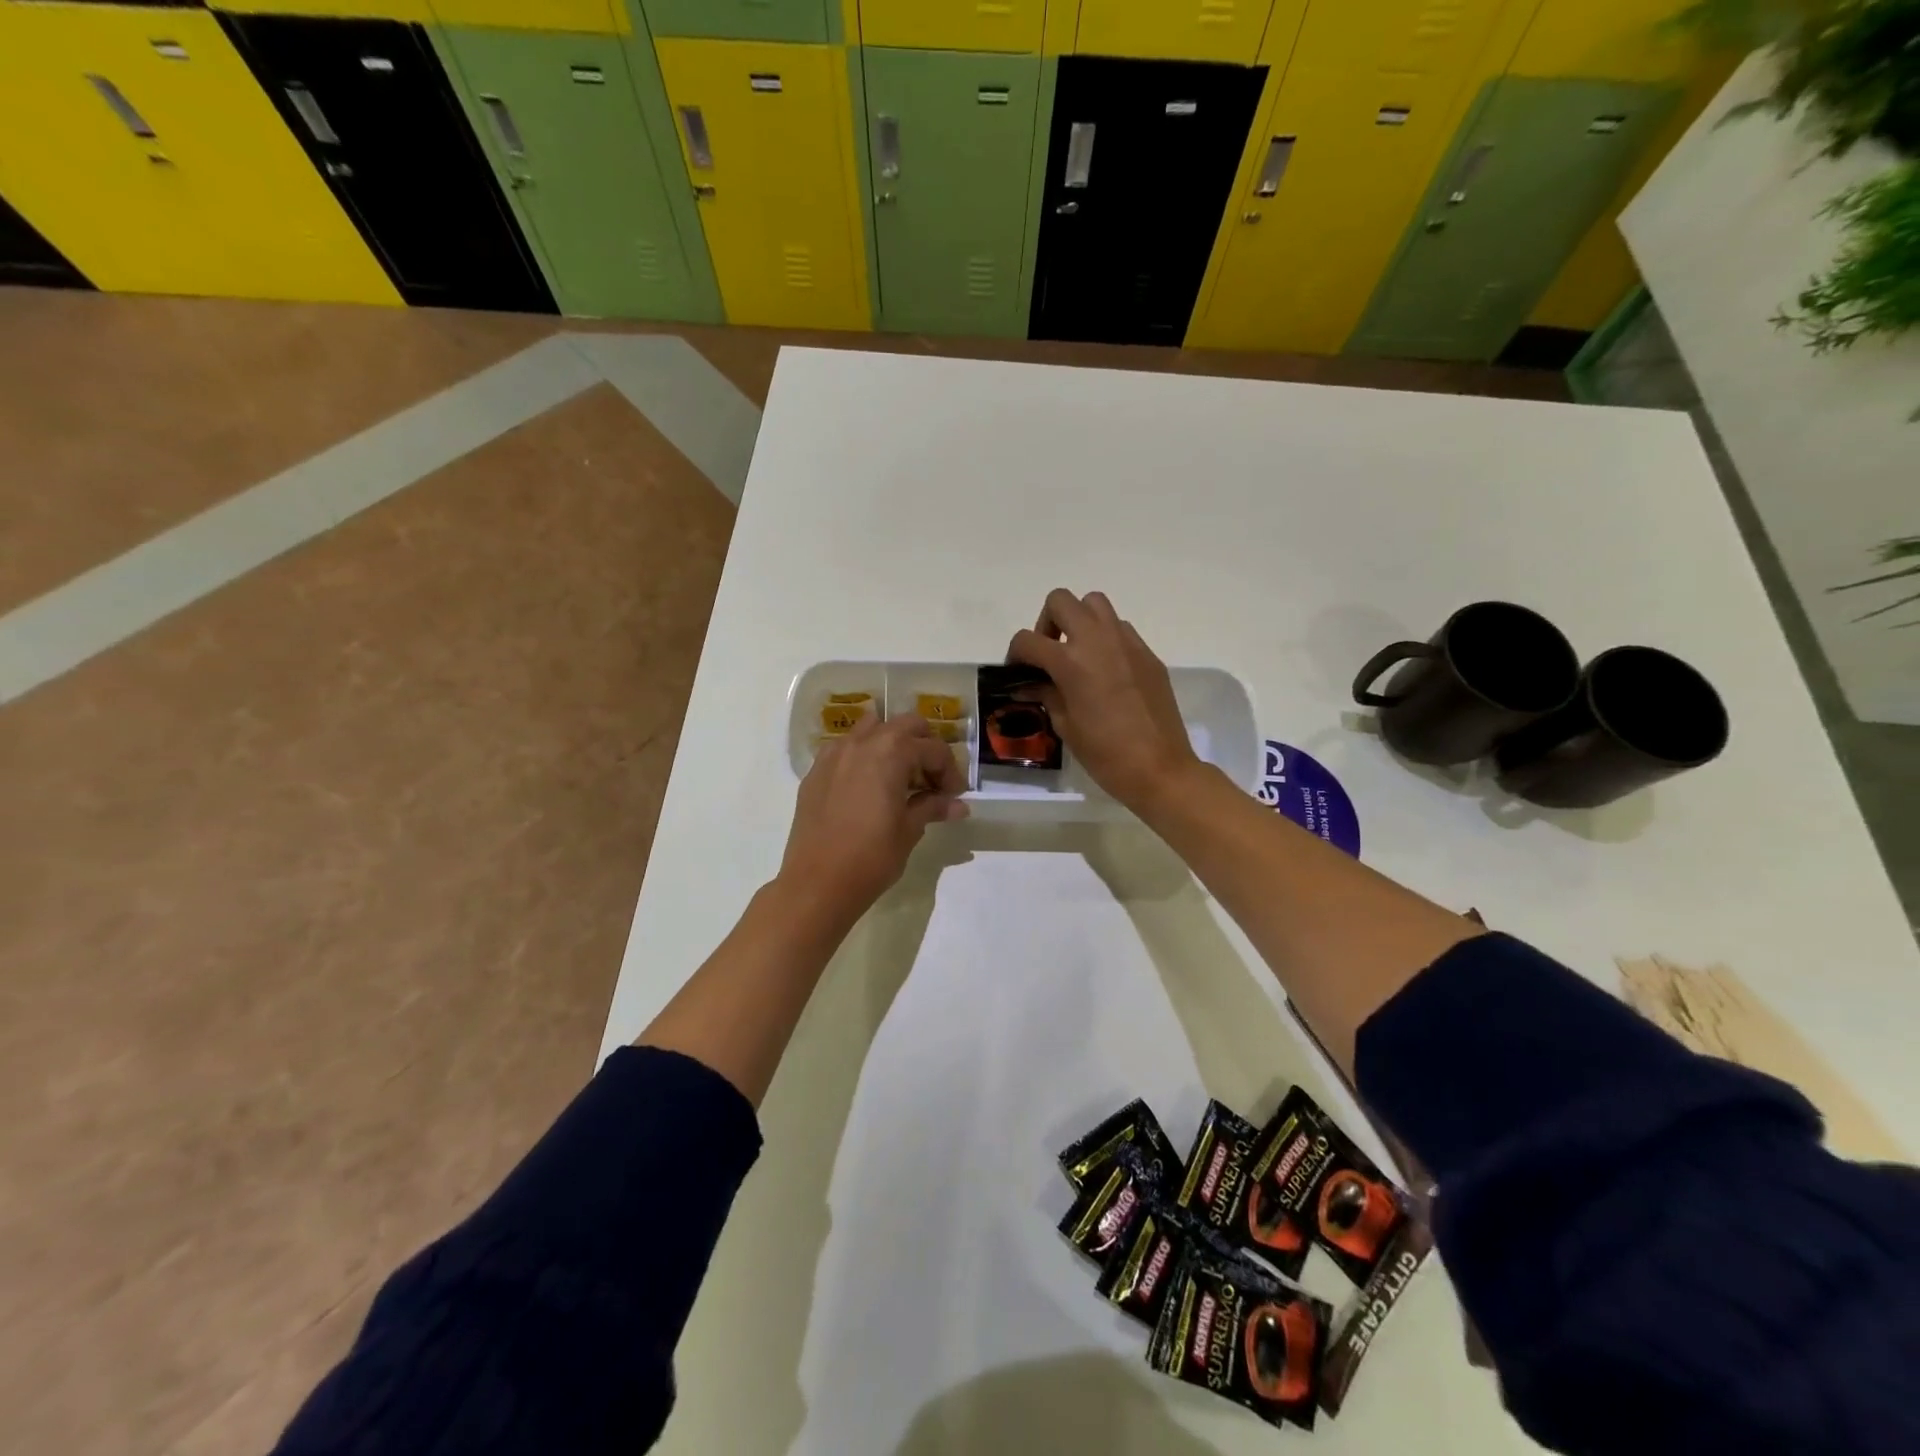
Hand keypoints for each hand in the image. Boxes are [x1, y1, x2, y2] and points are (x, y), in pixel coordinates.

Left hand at [777, 711, 968, 926]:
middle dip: (924, 746)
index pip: (933, 749)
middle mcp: (862, 742)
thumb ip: (932, 807)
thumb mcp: (909, 830)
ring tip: (899, 776)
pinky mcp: (816, 771)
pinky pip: (846, 749)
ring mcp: (834, 754)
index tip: (954, 796)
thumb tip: (957, 805)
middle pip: (904, 725)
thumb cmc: (871, 856)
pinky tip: (868, 787)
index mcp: (891, 752)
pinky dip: (864, 756)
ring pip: (871, 729)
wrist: (817, 883)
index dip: (950, 771)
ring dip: (892, 744)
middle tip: (931, 779)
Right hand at [1007, 589, 1201, 812]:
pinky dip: (1106, 638)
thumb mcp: (1065, 725)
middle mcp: (1097, 640)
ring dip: (1079, 620)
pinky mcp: (1147, 653)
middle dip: (1047, 623)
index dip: (1015, 655)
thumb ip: (1046, 695)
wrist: (1159, 768)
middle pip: (1060, 601)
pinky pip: (1120, 628)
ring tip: (1078, 654)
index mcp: (1071, 661)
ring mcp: (1127, 642)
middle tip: (1049, 654)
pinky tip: (1107, 671)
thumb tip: (1029, 685)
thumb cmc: (1105, 754)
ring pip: (1095, 603)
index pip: (1027, 640)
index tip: (1018, 673)